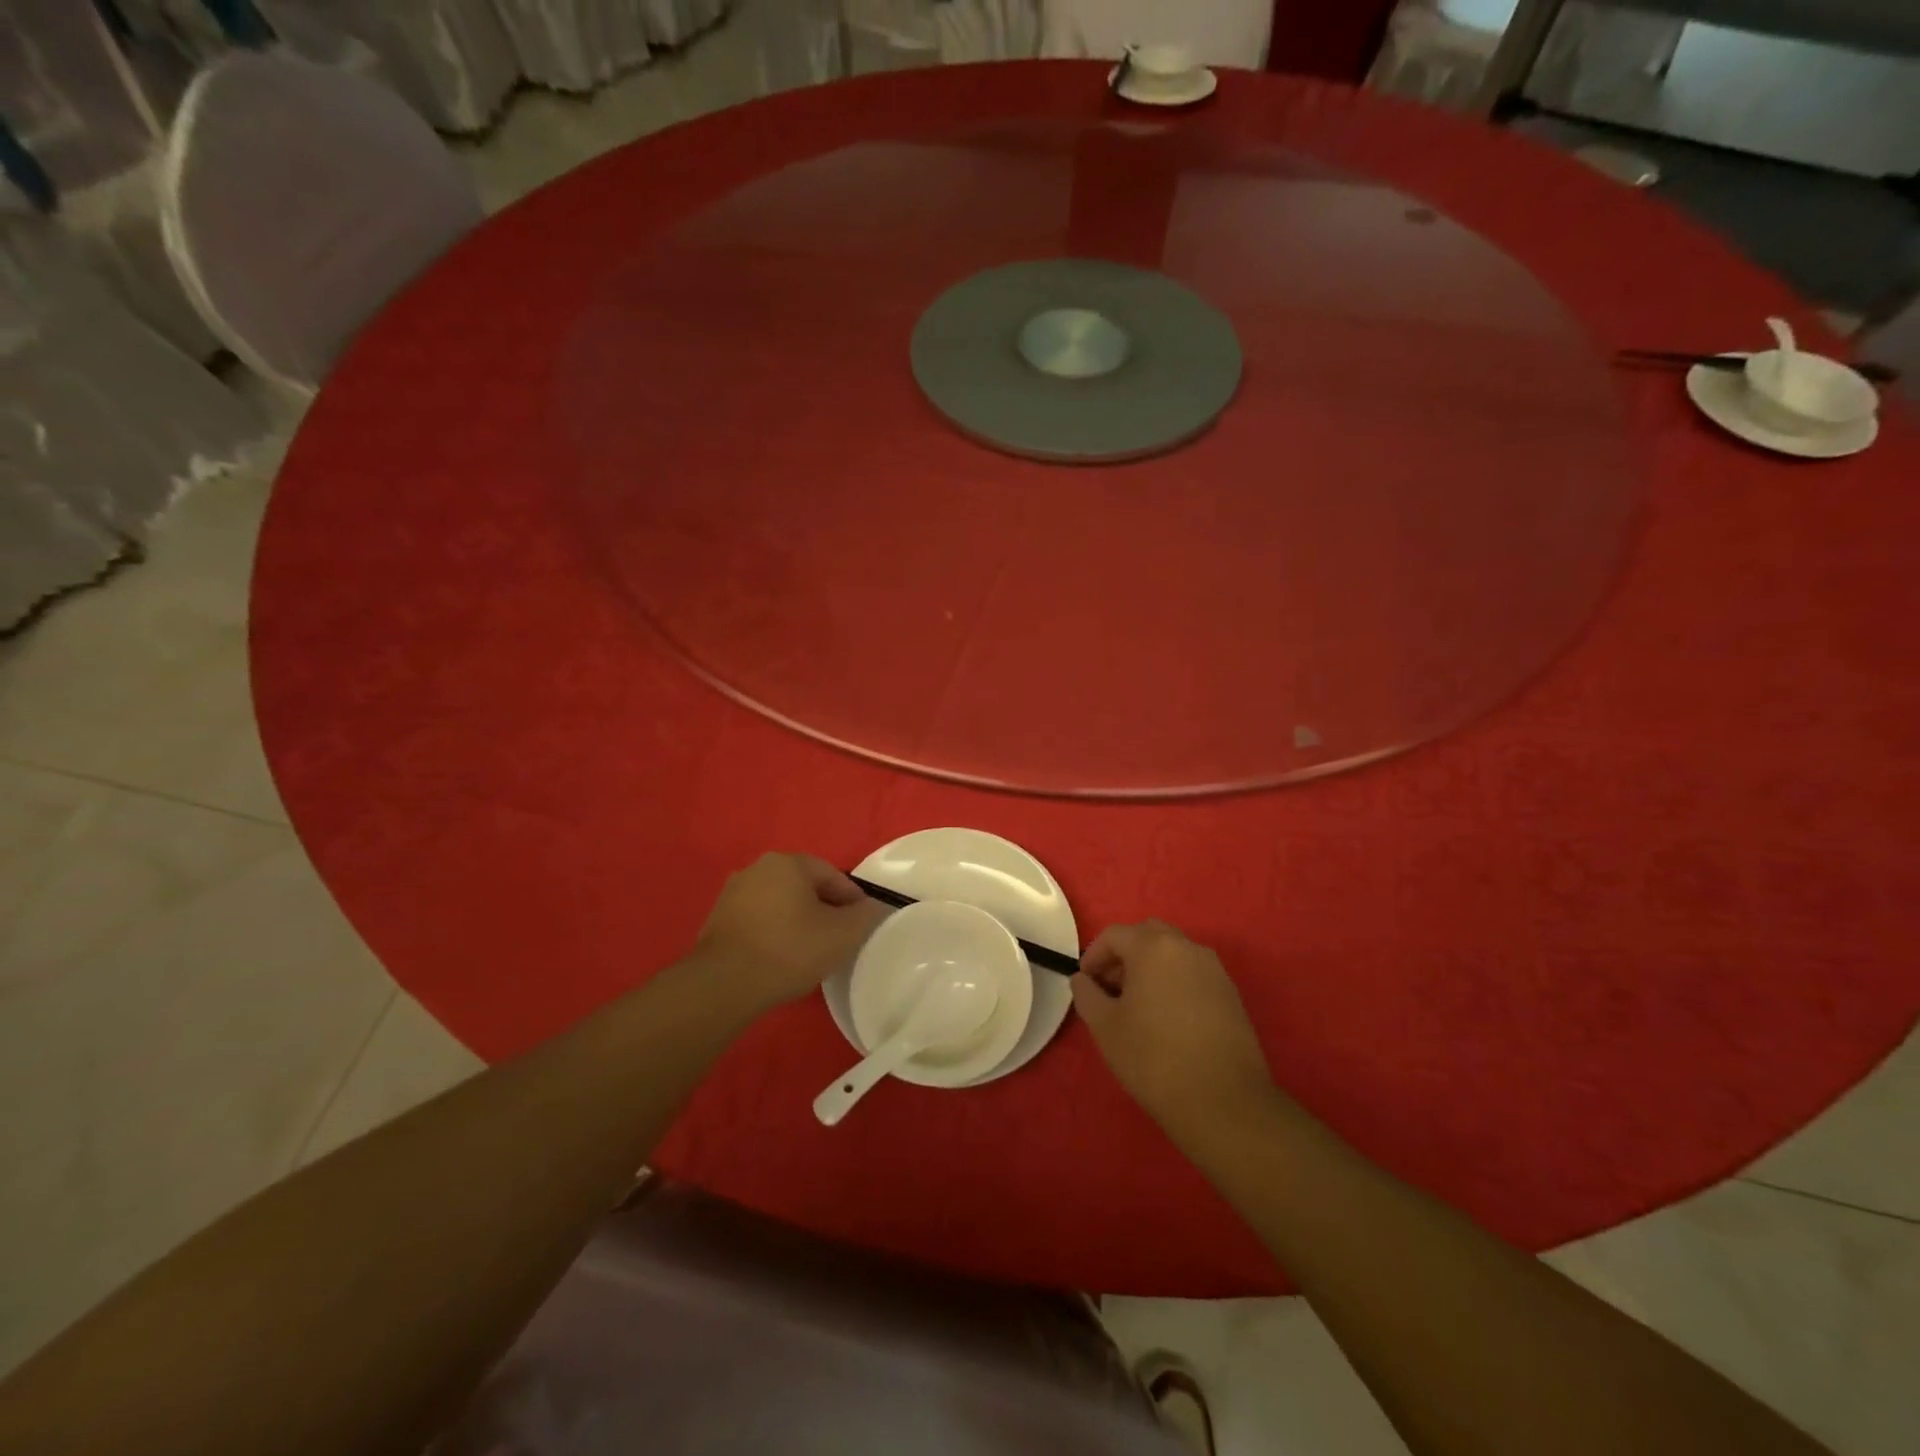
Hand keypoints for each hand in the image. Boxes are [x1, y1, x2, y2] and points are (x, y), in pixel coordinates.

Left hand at [695, 853, 886, 1015]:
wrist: (723, 985)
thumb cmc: (789, 950)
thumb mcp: (842, 935)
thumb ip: (866, 916)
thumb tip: (875, 907)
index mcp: (788, 862)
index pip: (833, 875)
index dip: (852, 901)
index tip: (860, 927)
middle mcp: (757, 868)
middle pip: (805, 887)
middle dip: (824, 910)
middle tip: (837, 940)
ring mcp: (733, 893)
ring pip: (780, 903)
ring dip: (797, 921)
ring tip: (809, 953)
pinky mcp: (717, 919)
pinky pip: (759, 920)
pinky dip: (774, 933)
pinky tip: (780, 959)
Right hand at [1072, 920, 1275, 1140]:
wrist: (1224, 1101)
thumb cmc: (1154, 1058)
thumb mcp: (1105, 1027)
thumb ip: (1087, 994)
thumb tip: (1083, 980)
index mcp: (1153, 948)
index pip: (1114, 935)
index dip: (1094, 956)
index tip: (1086, 984)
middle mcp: (1187, 947)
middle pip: (1147, 935)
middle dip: (1124, 955)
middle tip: (1111, 988)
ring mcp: (1214, 969)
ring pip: (1173, 953)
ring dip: (1150, 967)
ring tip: (1138, 1005)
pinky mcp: (1231, 994)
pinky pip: (1193, 973)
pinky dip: (1174, 982)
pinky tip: (1168, 1018)